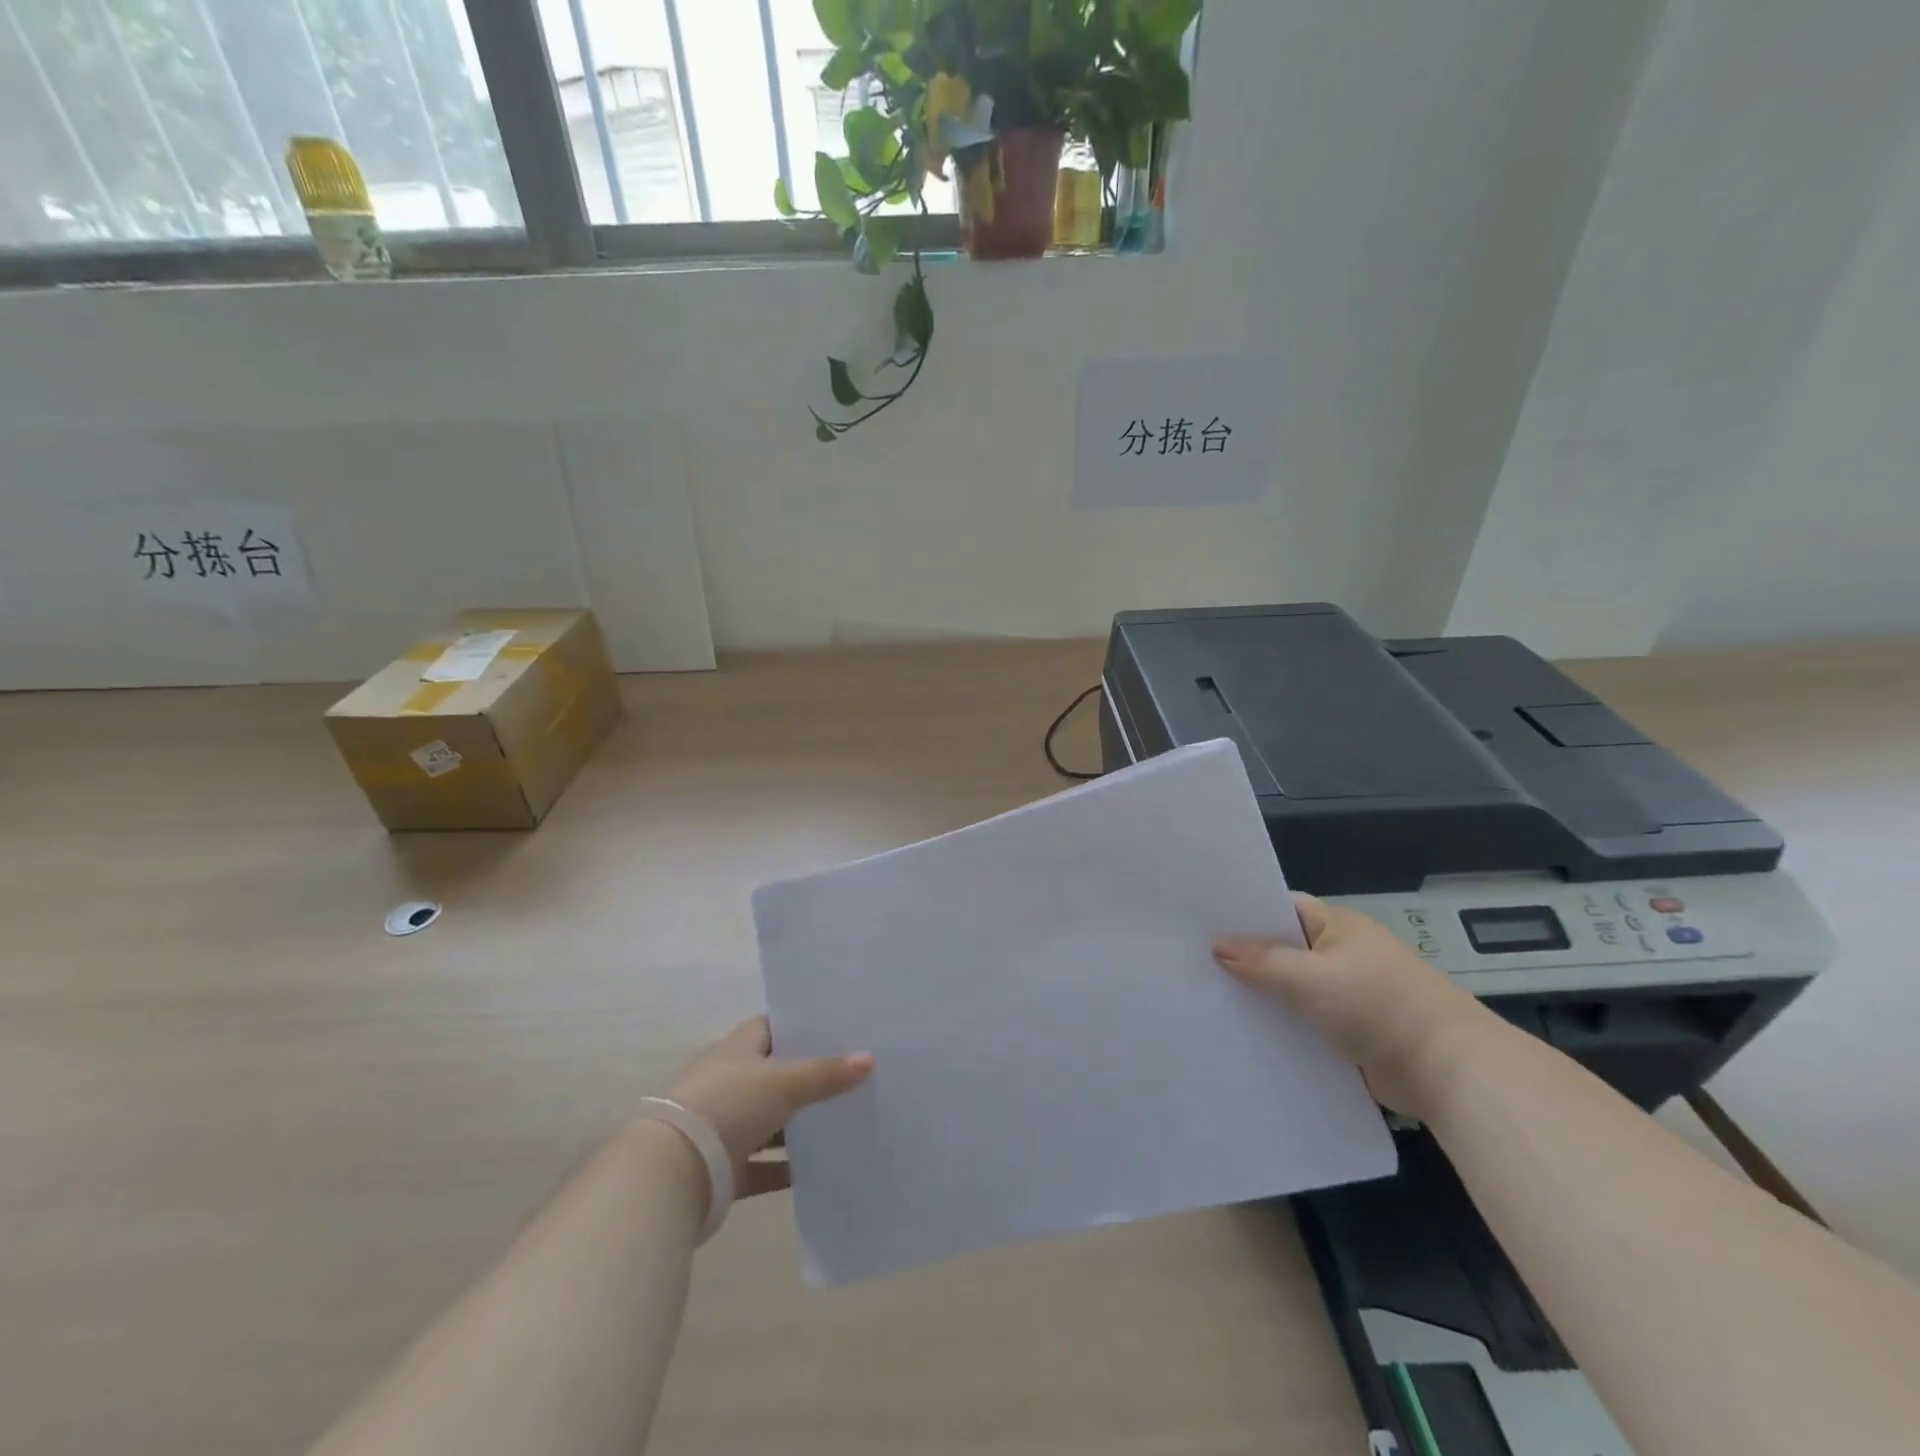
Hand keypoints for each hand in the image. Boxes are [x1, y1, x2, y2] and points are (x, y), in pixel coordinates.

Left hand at [661, 1017, 873, 1197]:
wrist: (670, 1172)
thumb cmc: (728, 1105)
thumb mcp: (783, 1083)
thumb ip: (826, 1073)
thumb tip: (869, 1058)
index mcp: (735, 1048)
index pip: (770, 1027)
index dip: (800, 1027)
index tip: (835, 1031)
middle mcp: (725, 1080)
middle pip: (771, 1073)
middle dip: (805, 1077)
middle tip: (848, 1077)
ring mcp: (720, 1124)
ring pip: (766, 1119)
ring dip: (795, 1125)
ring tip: (839, 1121)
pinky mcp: (719, 1167)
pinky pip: (759, 1164)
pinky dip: (782, 1167)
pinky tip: (814, 1171)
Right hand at [1213, 895, 1494, 1116]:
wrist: (1449, 1070)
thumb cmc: (1380, 1005)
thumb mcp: (1313, 978)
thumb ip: (1263, 961)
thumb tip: (1216, 945)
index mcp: (1338, 926)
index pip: (1281, 908)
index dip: (1244, 913)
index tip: (1202, 922)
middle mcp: (1342, 954)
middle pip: (1284, 949)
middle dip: (1246, 957)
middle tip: (1194, 961)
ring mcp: (1347, 993)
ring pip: (1292, 987)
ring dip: (1263, 995)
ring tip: (1210, 996)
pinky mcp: (1351, 1030)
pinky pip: (1305, 1020)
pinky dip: (1282, 1024)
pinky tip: (1247, 1032)